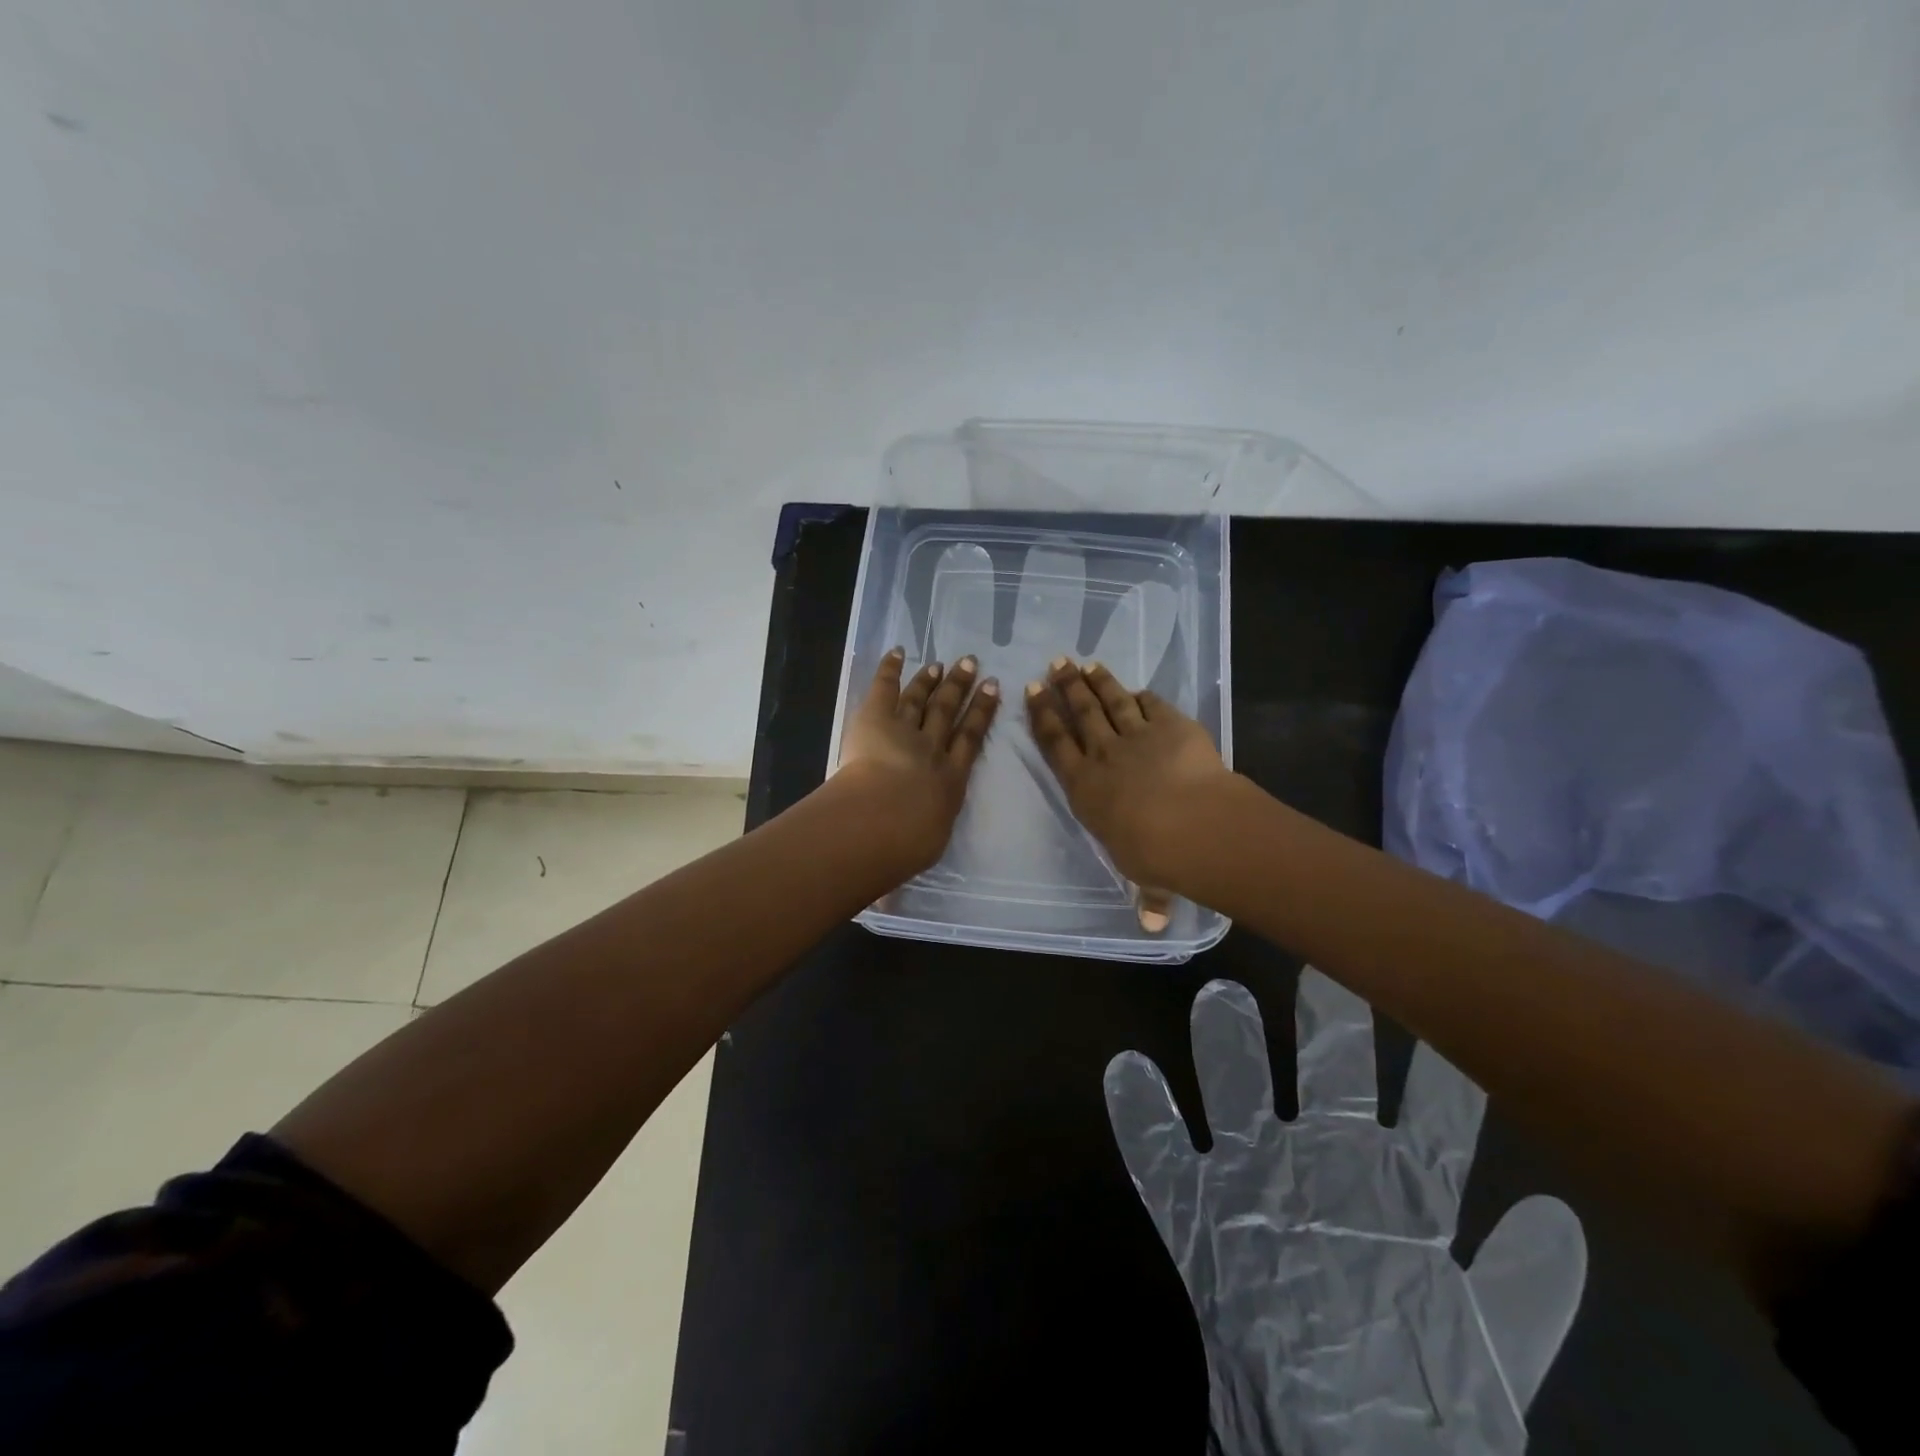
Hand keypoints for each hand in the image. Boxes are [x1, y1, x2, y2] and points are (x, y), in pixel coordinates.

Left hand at [837, 647, 999, 874]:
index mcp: (949, 782)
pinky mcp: (875, 719)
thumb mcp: (914, 855)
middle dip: (962, 688)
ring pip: (923, 699)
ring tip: (944, 663)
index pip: (971, 742)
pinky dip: (891, 669)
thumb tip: (891, 887)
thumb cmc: (905, 847)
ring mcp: (906, 731)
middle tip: (972, 665)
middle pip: (951, 713)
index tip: (992, 691)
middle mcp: (934, 750)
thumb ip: (906, 859)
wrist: (884, 821)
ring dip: (933, 680)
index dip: (982, 715)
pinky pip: (885, 688)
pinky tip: (898, 652)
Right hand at [1025, 658, 1231, 892]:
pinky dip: (1143, 696)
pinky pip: (1153, 705)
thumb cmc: (1154, 855)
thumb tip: (1152, 925)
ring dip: (1097, 681)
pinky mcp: (1172, 725)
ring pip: (1111, 701)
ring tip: (1084, 664)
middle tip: (1055, 664)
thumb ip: (1147, 894)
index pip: (1056, 744)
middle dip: (1065, 687)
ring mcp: (1138, 736)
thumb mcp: (1145, 877)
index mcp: (1085, 787)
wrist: (1193, 824)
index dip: (1043, 716)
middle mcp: (1104, 755)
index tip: (1032, 692)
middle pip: (1080, 713)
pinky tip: (1137, 689)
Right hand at [1107, 974, 1585, 1453]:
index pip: (1429, 1116)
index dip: (1437, 1069)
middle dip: (1326, 1029)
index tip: (1437, 1008)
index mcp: (1397, 1188)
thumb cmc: (1416, 1397)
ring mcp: (1253, 1179)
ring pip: (1235, 1092)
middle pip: (1325, 1076)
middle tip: (1321, 974)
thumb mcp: (1488, 1351)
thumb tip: (1556, 1211)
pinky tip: (1129, 1071)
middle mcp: (1322, 1162)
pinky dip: (1140, 1115)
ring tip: (1217, 1000)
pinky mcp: (1194, 1212)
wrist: (1337, 1446)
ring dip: (1225, 1048)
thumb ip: (1522, 1285)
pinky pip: (1157, 1154)